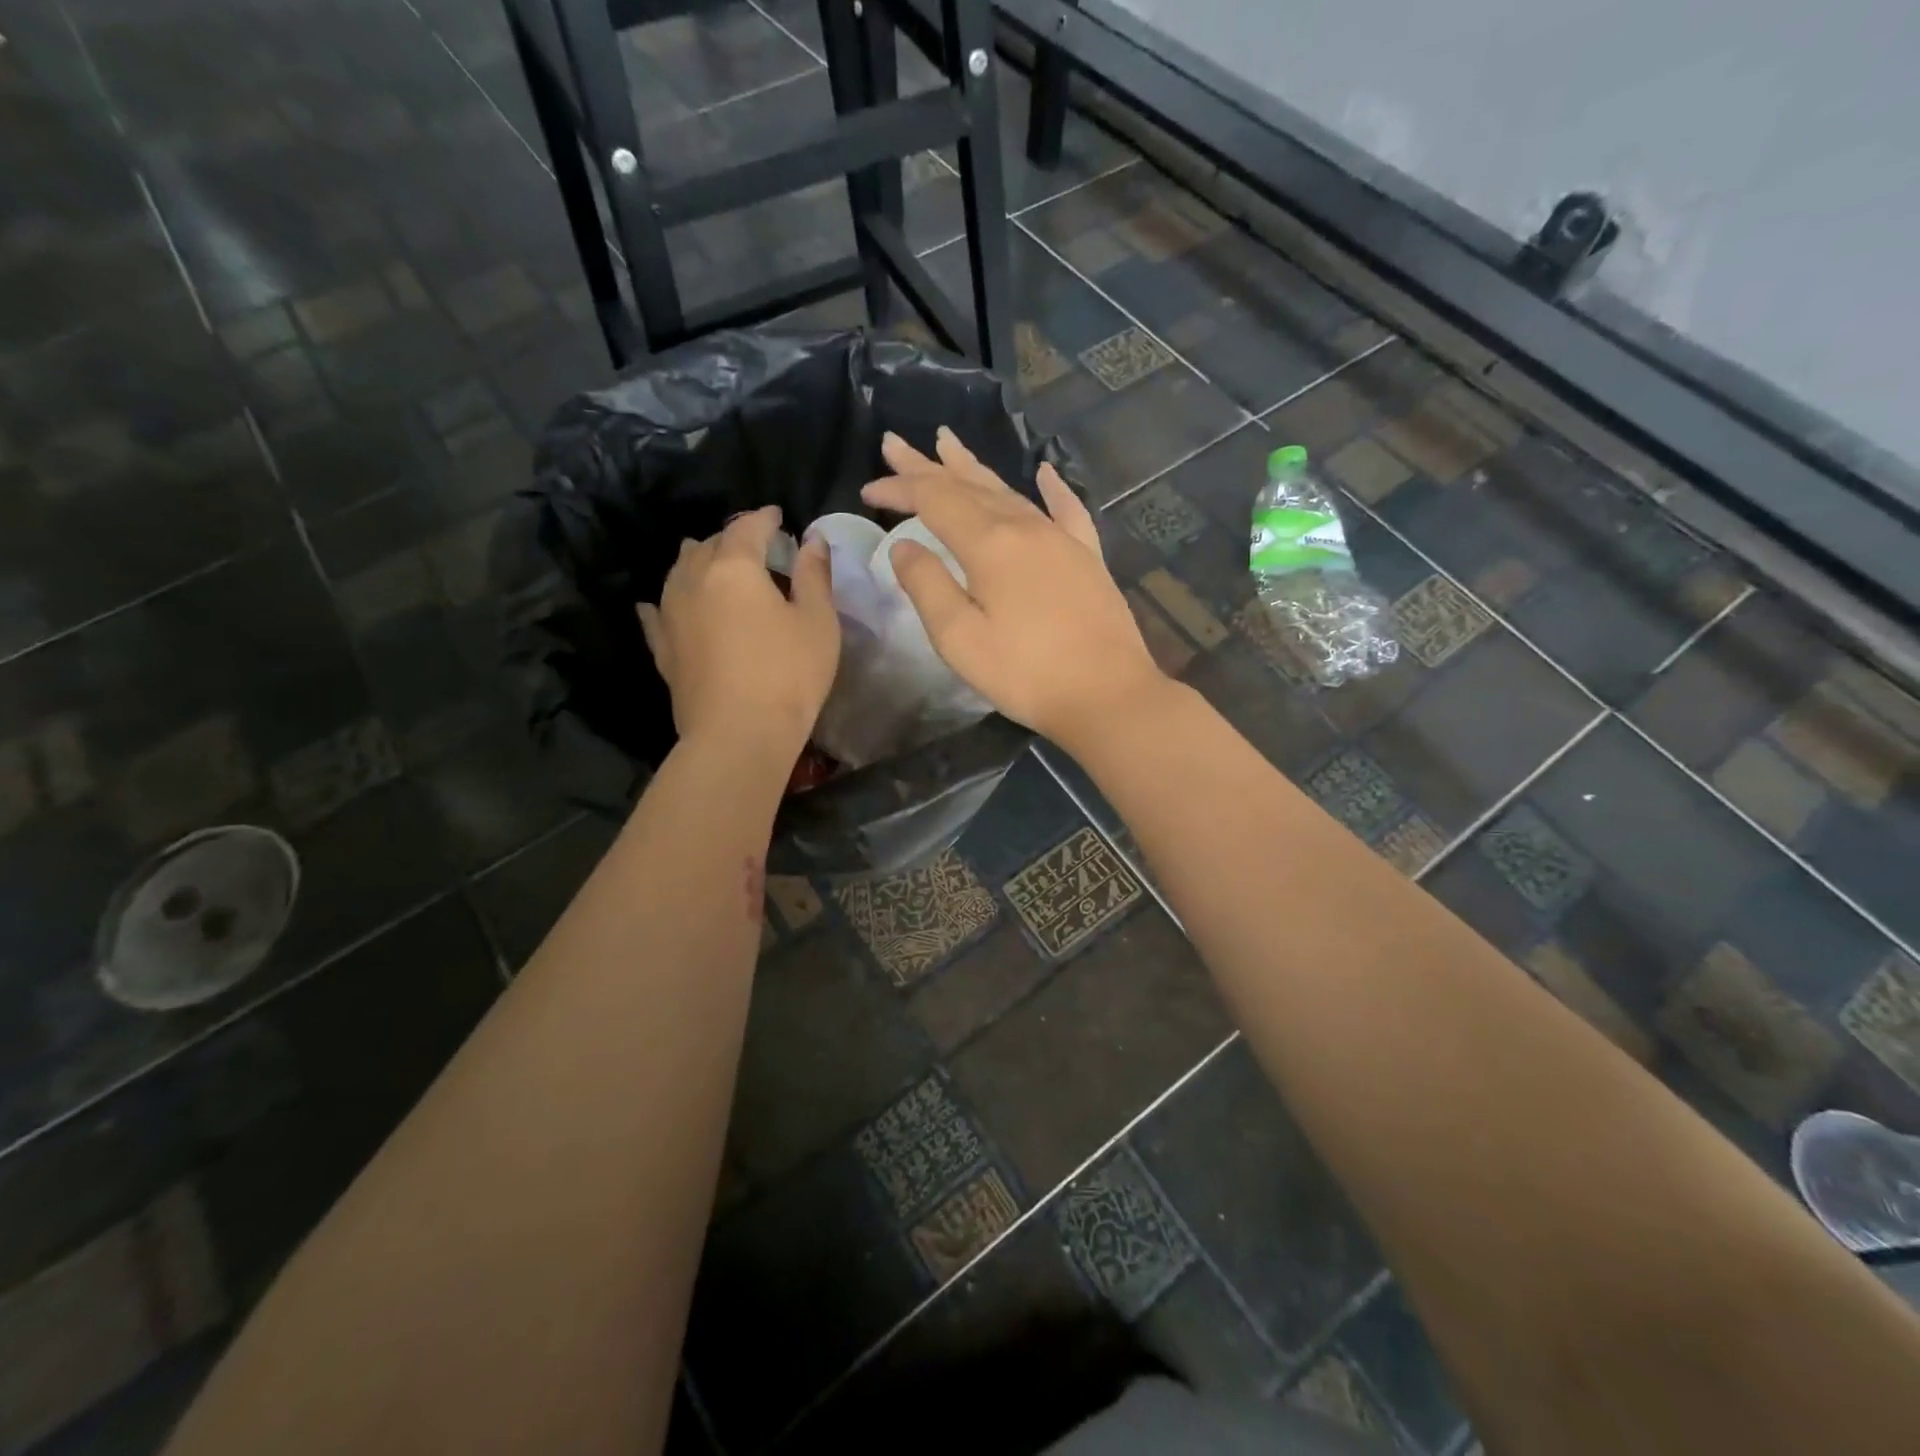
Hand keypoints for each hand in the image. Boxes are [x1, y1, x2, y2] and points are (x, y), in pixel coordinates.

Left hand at [637, 506, 838, 756]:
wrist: (739, 735)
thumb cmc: (789, 674)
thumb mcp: (818, 621)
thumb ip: (814, 575)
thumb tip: (812, 539)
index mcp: (735, 568)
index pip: (747, 527)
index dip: (764, 518)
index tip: (777, 516)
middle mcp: (694, 580)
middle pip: (708, 544)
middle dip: (731, 538)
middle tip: (753, 544)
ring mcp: (671, 615)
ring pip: (679, 572)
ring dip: (697, 560)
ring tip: (712, 562)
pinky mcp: (663, 648)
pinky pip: (657, 613)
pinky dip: (664, 601)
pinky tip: (657, 602)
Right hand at [862, 428, 1165, 748]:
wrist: (1107, 694)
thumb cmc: (1025, 674)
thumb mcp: (960, 639)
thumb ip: (927, 586)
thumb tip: (904, 546)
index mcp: (990, 545)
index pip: (934, 500)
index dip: (899, 490)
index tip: (868, 491)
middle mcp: (1026, 527)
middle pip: (968, 485)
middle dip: (927, 466)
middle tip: (895, 443)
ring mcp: (1062, 539)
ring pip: (1009, 491)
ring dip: (974, 468)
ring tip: (948, 443)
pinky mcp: (1088, 557)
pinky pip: (1067, 510)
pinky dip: (1052, 488)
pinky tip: (1046, 472)